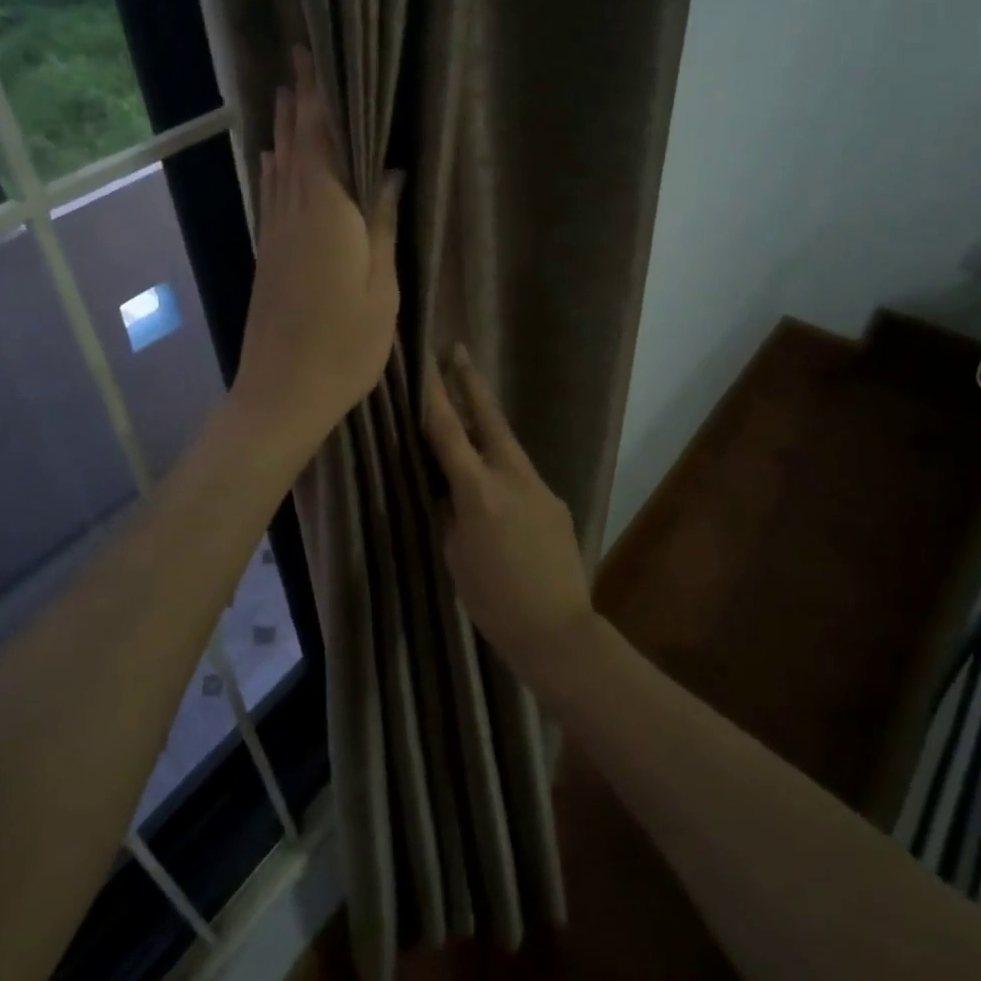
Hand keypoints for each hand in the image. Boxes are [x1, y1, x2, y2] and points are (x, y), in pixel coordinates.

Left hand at [232, 49, 401, 455]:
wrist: (281, 393)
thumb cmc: (345, 345)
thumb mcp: (382, 288)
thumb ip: (382, 225)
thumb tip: (390, 171)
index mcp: (327, 215)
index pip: (320, 140)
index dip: (317, 97)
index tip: (312, 56)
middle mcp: (294, 214)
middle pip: (295, 147)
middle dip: (297, 103)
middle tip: (297, 62)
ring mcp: (275, 237)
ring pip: (279, 170)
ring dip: (283, 131)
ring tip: (285, 97)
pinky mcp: (267, 258)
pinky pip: (271, 197)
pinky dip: (274, 170)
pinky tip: (273, 162)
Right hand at [421, 346, 592, 680]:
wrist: (557, 630)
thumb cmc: (492, 600)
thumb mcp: (454, 554)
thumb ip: (451, 510)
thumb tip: (449, 486)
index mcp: (479, 491)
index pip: (448, 431)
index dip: (433, 393)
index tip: (424, 361)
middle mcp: (512, 477)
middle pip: (489, 418)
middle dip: (470, 382)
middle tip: (457, 350)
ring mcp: (539, 486)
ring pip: (507, 444)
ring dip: (486, 423)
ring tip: (469, 407)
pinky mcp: (555, 501)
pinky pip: (521, 474)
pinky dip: (502, 466)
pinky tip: (495, 484)